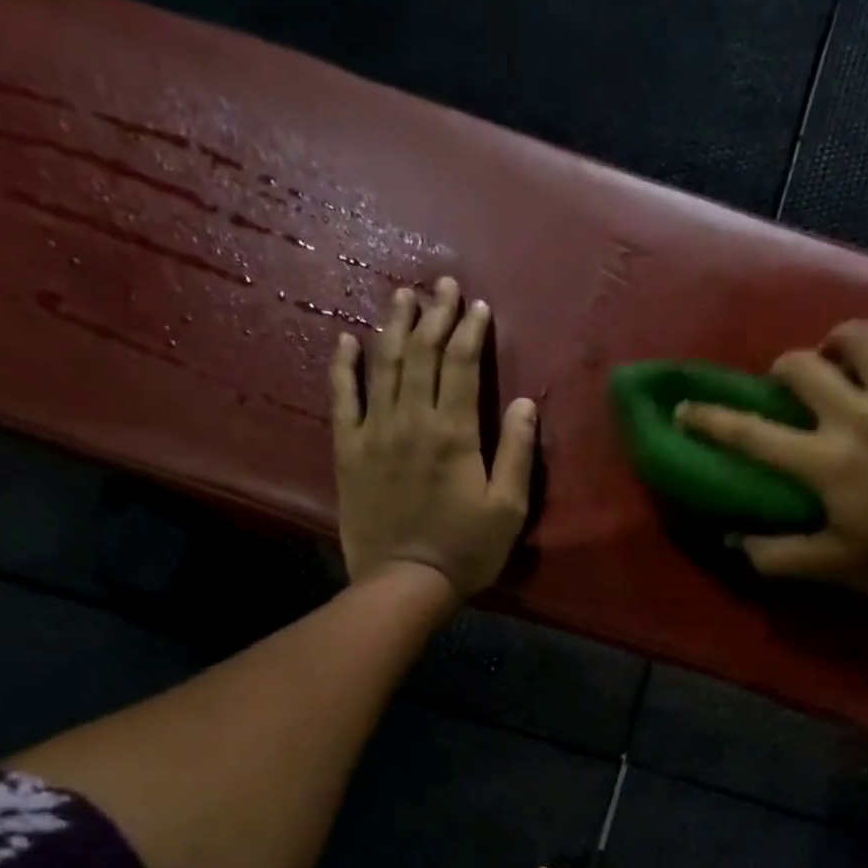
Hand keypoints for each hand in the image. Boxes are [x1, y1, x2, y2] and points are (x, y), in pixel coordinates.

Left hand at [332, 277, 536, 599]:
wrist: (404, 582)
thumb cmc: (466, 549)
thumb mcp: (508, 508)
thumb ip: (517, 452)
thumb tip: (525, 403)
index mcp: (454, 433)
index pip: (461, 366)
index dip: (470, 331)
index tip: (477, 306)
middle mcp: (411, 421)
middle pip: (421, 355)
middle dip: (434, 315)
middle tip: (442, 285)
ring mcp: (374, 433)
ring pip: (383, 367)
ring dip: (393, 327)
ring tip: (402, 296)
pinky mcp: (348, 452)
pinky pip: (342, 399)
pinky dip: (344, 367)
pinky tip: (347, 341)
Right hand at [676, 307, 867, 601]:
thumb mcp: (836, 568)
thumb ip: (777, 554)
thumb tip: (732, 539)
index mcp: (826, 462)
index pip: (750, 434)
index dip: (710, 419)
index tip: (686, 407)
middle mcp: (859, 417)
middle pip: (802, 366)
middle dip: (784, 369)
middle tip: (791, 389)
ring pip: (863, 337)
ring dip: (843, 341)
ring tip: (844, 360)